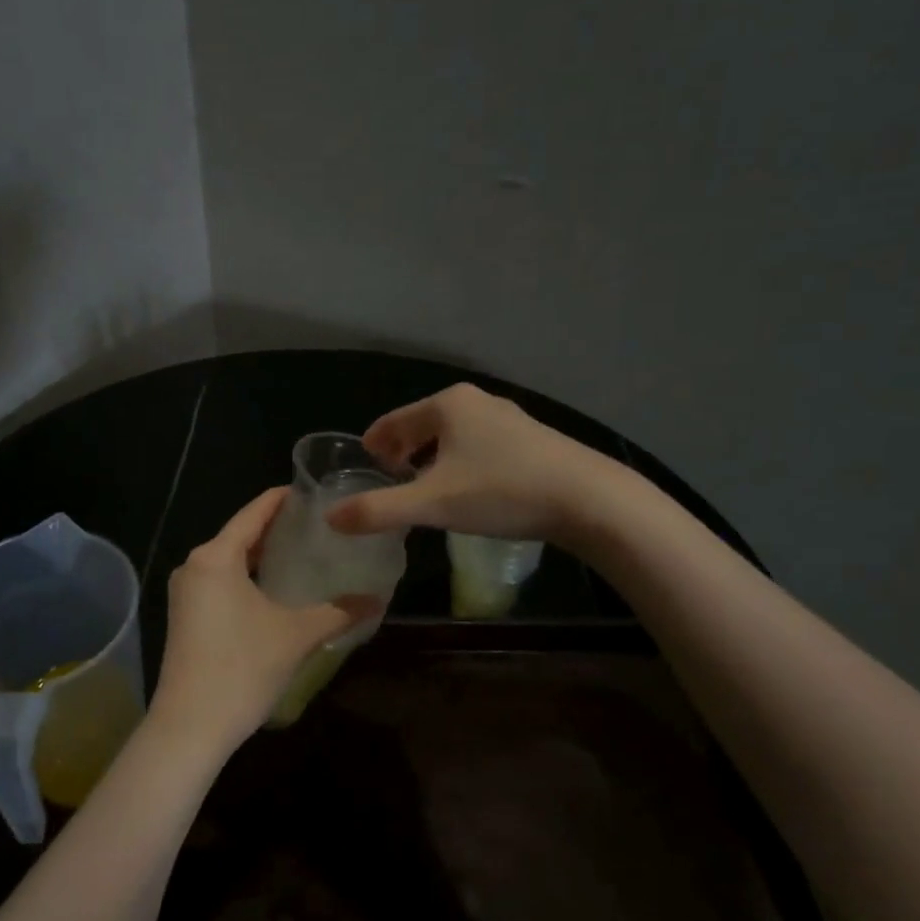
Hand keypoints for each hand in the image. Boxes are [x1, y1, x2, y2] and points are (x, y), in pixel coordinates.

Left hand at [150, 488, 378, 758]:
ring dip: (263, 554)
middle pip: (241, 533)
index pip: (255, 512)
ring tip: (304, 552)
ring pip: (230, 559)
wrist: (190, 727)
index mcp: (216, 557)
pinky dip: (248, 576)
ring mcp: (186, 592)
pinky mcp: (185, 616)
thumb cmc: (242, 669)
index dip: (284, 499)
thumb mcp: (296, 636)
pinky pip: (220, 581)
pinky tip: (275, 588)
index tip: (315, 491)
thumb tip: (377, 599)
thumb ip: (338, 612)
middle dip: (277, 528)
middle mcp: (195, 565)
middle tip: (320, 524)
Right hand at [328, 383, 610, 542]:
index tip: (364, 467)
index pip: (393, 421)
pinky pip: (479, 445)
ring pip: (453, 436)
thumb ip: (378, 510)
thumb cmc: (502, 492)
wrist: (588, 499)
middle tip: (390, 483)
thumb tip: (330, 518)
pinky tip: (470, 491)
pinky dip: (461, 463)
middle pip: (422, 425)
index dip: (374, 444)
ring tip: (426, 490)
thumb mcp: (433, 504)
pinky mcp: (532, 439)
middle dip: (402, 453)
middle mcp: (476, 402)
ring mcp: (508, 418)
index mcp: (447, 405)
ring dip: (432, 460)